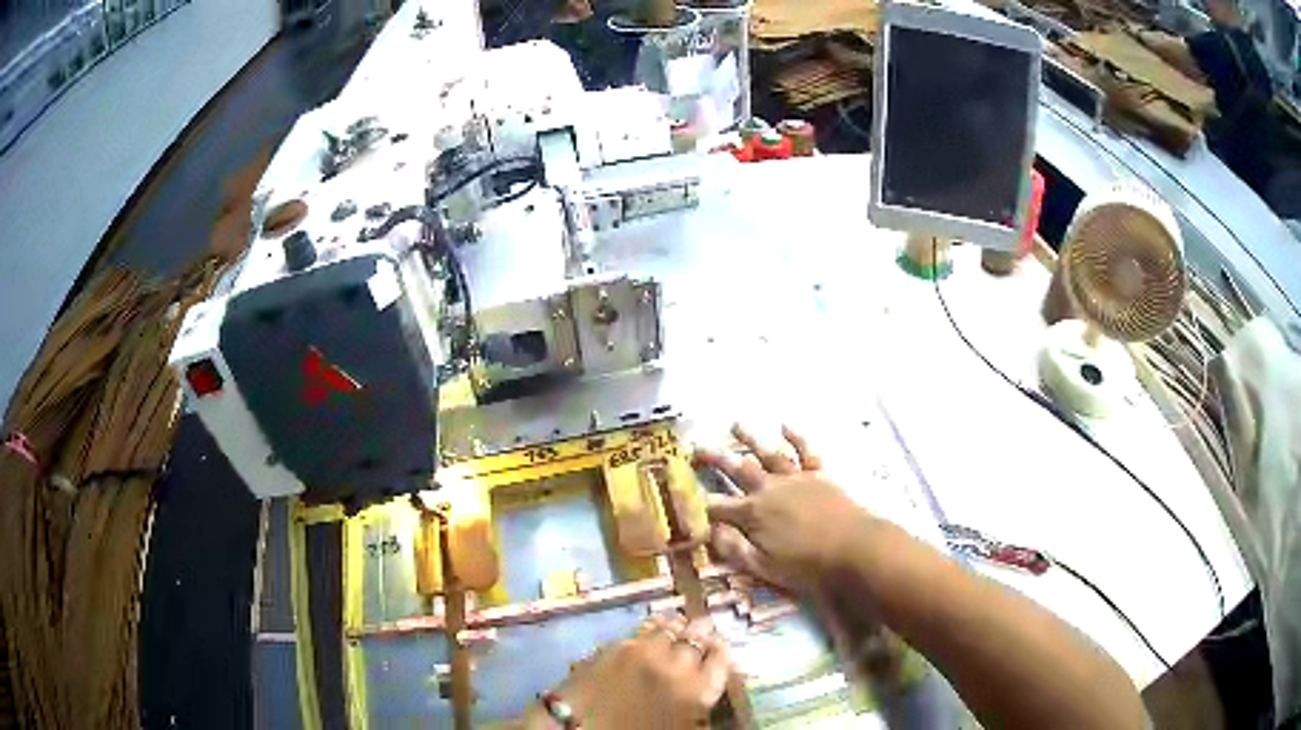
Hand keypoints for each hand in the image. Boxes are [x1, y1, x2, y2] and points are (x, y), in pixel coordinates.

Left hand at [526, 614, 731, 728]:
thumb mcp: (679, 726)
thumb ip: (697, 705)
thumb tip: (703, 685)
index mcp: (696, 693)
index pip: (721, 660)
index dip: (721, 652)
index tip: (719, 647)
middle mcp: (676, 666)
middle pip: (697, 639)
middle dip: (701, 635)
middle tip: (703, 631)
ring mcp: (645, 652)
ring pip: (671, 628)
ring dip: (678, 627)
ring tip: (680, 625)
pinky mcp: (616, 646)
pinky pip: (643, 630)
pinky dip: (653, 627)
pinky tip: (653, 629)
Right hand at [696, 425, 874, 592]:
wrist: (853, 547)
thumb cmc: (807, 564)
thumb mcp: (763, 567)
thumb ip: (735, 549)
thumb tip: (710, 532)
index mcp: (752, 515)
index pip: (717, 507)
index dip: (697, 500)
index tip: (679, 492)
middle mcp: (769, 490)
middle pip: (737, 471)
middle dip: (716, 459)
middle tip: (697, 446)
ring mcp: (795, 479)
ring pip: (768, 454)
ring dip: (750, 439)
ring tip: (735, 425)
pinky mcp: (819, 475)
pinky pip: (805, 451)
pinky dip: (795, 437)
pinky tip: (785, 426)